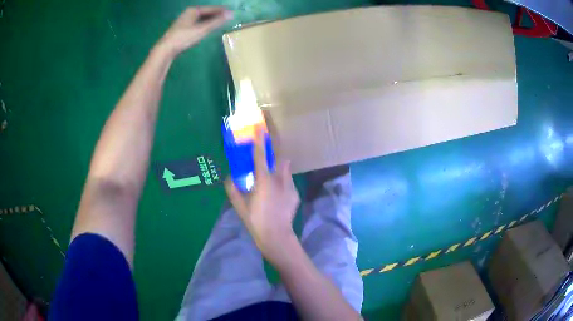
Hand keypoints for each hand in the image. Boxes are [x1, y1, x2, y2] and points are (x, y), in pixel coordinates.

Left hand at [157, 6, 232, 55]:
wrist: (166, 49)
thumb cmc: (184, 37)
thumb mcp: (202, 29)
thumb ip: (216, 22)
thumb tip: (231, 14)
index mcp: (193, 10)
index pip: (211, 8)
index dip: (221, 10)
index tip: (232, 12)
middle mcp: (188, 13)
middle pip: (205, 12)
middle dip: (216, 14)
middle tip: (227, 17)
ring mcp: (184, 21)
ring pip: (200, 18)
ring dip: (210, 20)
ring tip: (219, 22)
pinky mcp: (181, 29)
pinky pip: (196, 23)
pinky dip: (203, 24)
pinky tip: (206, 29)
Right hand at [225, 130, 300, 262]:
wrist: (277, 236)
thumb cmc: (256, 221)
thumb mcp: (240, 206)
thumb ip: (232, 190)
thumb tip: (227, 177)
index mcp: (263, 180)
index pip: (260, 155)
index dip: (259, 139)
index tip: (260, 125)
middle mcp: (278, 178)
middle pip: (279, 152)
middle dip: (275, 135)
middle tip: (271, 123)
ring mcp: (289, 185)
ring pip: (285, 165)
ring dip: (278, 158)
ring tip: (271, 159)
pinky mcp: (294, 192)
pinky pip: (287, 179)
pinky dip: (281, 178)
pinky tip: (276, 189)